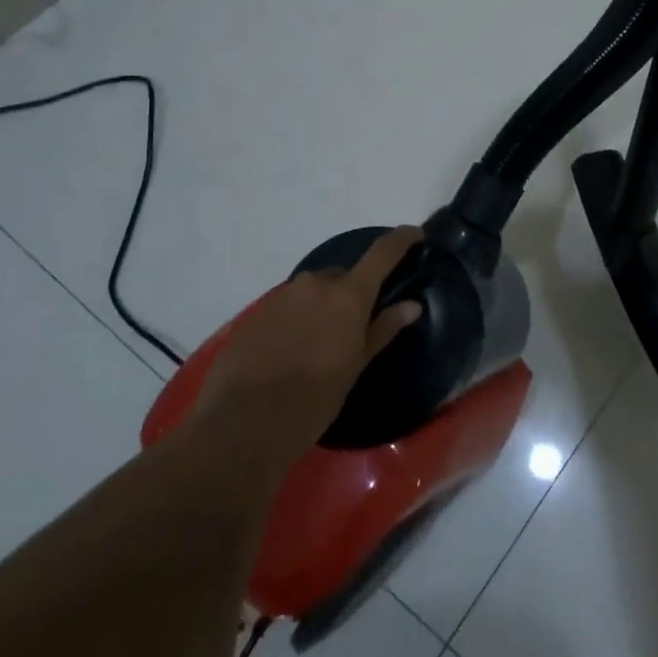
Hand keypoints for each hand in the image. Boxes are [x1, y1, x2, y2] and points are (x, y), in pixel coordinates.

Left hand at [189, 226, 425, 466]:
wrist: (243, 422)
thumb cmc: (313, 399)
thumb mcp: (355, 367)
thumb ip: (383, 329)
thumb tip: (411, 306)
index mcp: (348, 295)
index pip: (382, 253)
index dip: (401, 239)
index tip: (415, 234)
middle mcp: (315, 284)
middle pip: (344, 275)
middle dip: (354, 292)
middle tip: (358, 325)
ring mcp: (283, 295)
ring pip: (315, 290)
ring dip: (324, 305)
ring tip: (323, 342)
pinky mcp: (257, 312)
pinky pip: (290, 304)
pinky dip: (300, 317)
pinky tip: (294, 349)